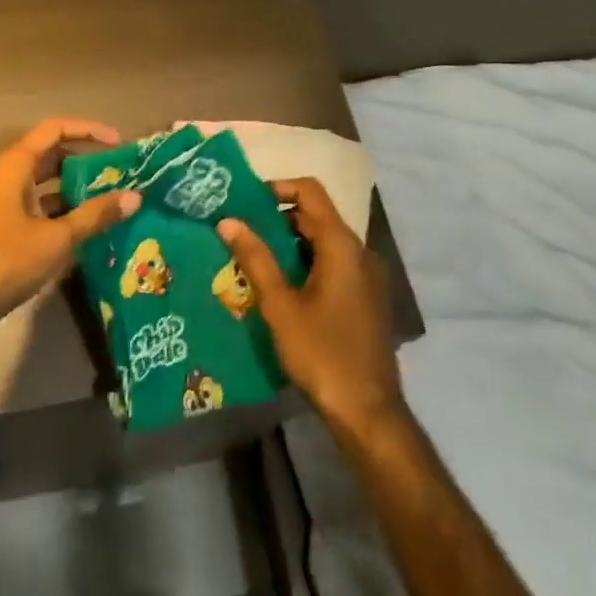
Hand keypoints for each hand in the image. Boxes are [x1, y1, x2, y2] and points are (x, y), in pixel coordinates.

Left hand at [0, 118, 141, 351]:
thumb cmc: (4, 262)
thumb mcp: (57, 238)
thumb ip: (95, 215)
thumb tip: (134, 197)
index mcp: (14, 167)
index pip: (54, 129)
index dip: (88, 130)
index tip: (118, 143)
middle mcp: (6, 178)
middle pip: (50, 155)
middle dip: (85, 161)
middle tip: (118, 173)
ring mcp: (2, 204)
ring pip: (44, 185)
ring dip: (75, 189)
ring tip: (110, 199)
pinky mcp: (2, 229)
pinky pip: (38, 208)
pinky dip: (62, 212)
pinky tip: (87, 229)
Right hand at [216, 178, 403, 432]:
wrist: (367, 409)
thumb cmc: (321, 353)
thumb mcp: (280, 305)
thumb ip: (255, 259)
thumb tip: (228, 221)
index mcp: (342, 245)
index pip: (311, 191)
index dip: (278, 187)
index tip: (246, 200)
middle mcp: (359, 251)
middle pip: (317, 216)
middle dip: (278, 218)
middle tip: (241, 231)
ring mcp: (366, 275)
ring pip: (324, 242)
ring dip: (290, 243)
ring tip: (253, 258)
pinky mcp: (366, 296)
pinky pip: (334, 264)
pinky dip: (306, 263)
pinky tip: (280, 286)